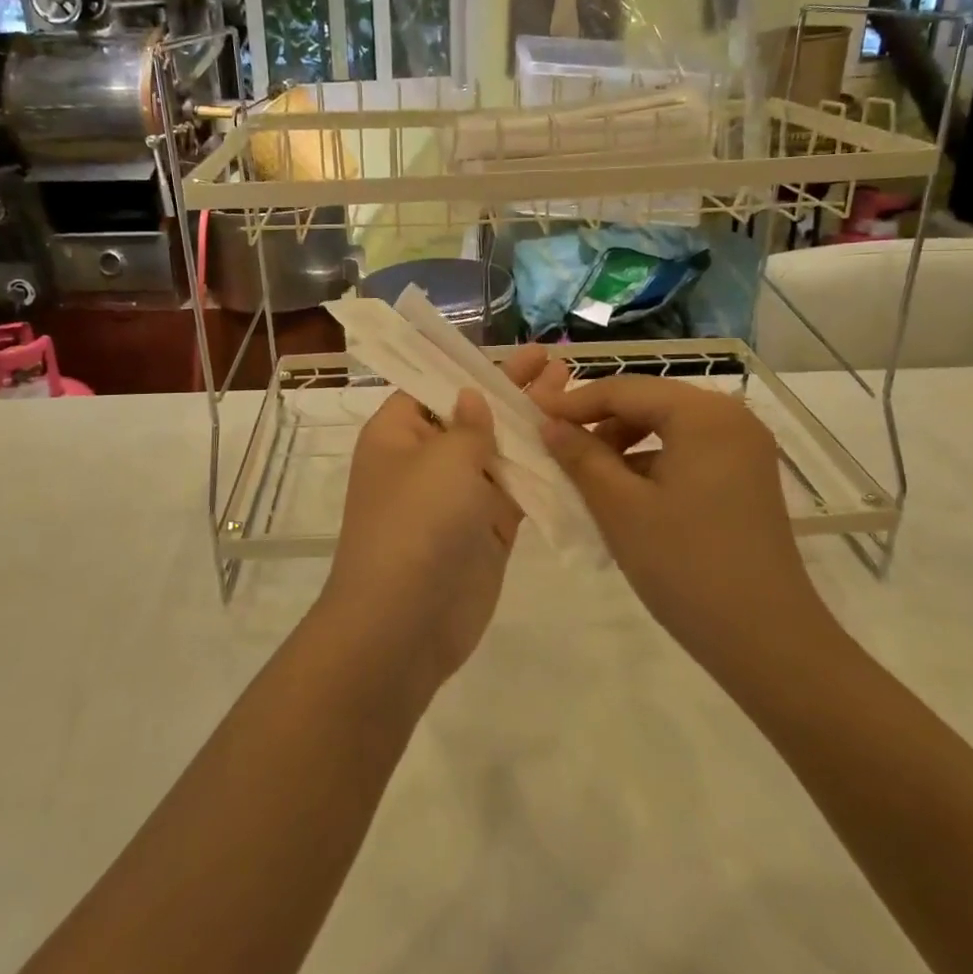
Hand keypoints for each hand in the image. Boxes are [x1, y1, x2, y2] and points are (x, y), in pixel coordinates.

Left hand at [319, 344, 559, 698]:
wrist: (405, 624)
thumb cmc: (416, 524)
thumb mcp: (442, 460)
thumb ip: (468, 424)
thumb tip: (472, 396)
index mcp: (397, 433)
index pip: (433, 385)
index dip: (471, 366)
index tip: (511, 349)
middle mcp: (425, 459)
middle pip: (473, 413)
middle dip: (512, 389)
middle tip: (556, 361)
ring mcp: (458, 496)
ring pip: (500, 450)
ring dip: (533, 425)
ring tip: (574, 392)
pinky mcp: (487, 529)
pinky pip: (517, 489)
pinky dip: (542, 469)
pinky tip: (575, 445)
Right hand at [539, 376, 830, 668]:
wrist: (767, 641)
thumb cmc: (687, 566)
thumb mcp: (620, 507)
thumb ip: (581, 456)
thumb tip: (549, 424)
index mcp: (703, 413)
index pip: (624, 389)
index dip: (574, 403)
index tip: (532, 417)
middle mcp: (730, 416)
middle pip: (648, 402)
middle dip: (599, 422)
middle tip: (556, 448)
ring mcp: (744, 447)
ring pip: (666, 426)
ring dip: (623, 444)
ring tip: (586, 476)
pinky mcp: (746, 477)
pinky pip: (687, 451)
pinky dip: (651, 463)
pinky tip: (625, 495)